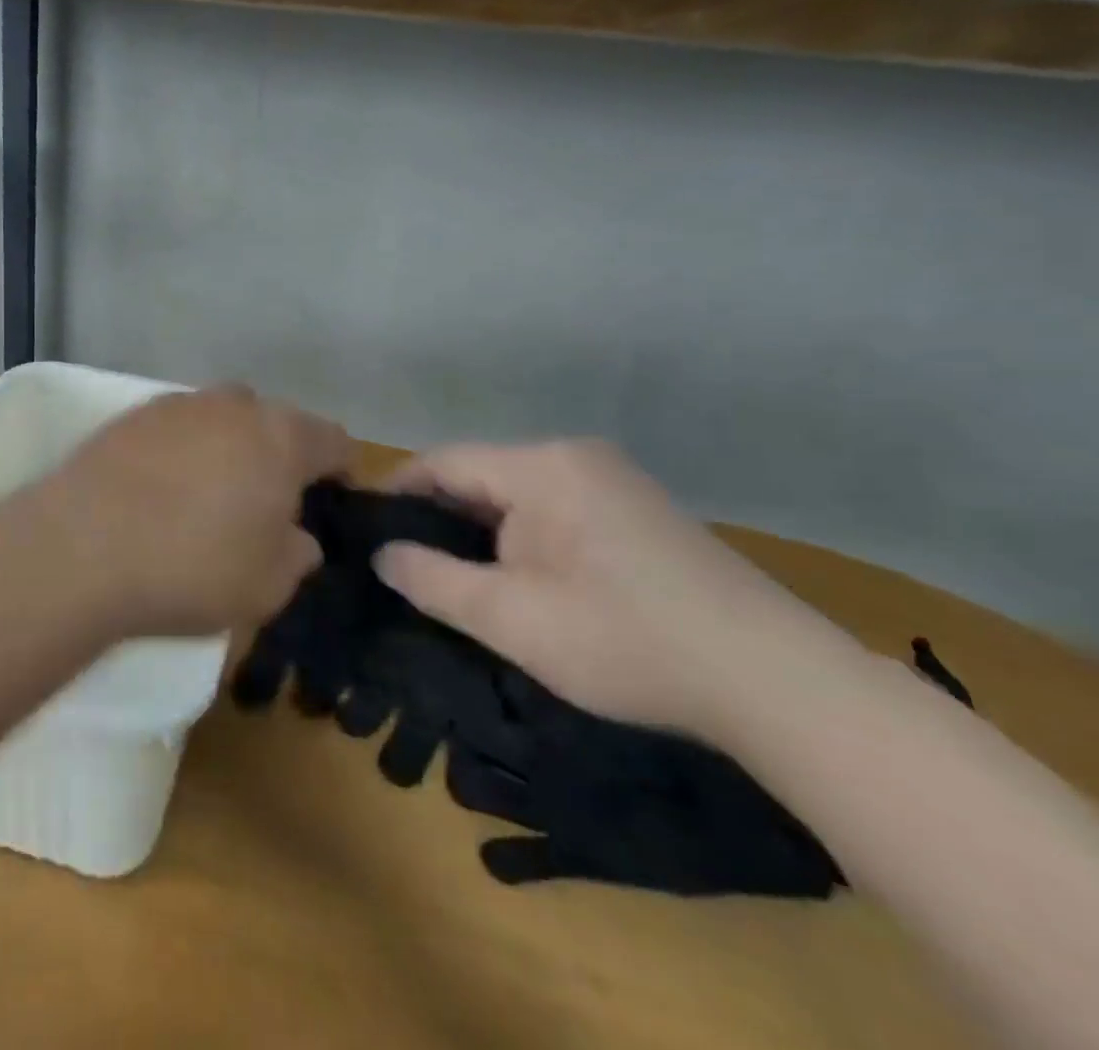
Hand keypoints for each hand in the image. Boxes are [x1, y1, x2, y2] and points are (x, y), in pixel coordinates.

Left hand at [32, 385, 351, 638]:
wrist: (81, 547)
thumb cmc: (192, 567)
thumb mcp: (268, 584)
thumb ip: (297, 554)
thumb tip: (298, 535)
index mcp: (281, 436)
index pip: (334, 440)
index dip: (341, 470)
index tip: (334, 499)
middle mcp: (233, 405)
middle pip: (274, 422)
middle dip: (279, 455)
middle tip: (266, 502)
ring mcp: (178, 404)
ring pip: (222, 419)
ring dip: (227, 448)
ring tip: (208, 495)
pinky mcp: (131, 414)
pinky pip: (176, 428)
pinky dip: (181, 451)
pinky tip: (161, 489)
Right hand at [373, 440, 839, 737]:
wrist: (779, 685)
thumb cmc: (626, 641)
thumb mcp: (511, 618)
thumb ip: (433, 580)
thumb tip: (382, 554)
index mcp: (541, 466)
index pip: (442, 462)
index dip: (396, 493)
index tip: (363, 530)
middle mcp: (575, 457)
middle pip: (479, 476)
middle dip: (438, 518)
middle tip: (403, 565)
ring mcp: (613, 482)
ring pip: (516, 496)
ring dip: (480, 532)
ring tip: (451, 577)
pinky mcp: (638, 511)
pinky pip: (553, 510)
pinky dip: (521, 538)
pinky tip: (518, 579)